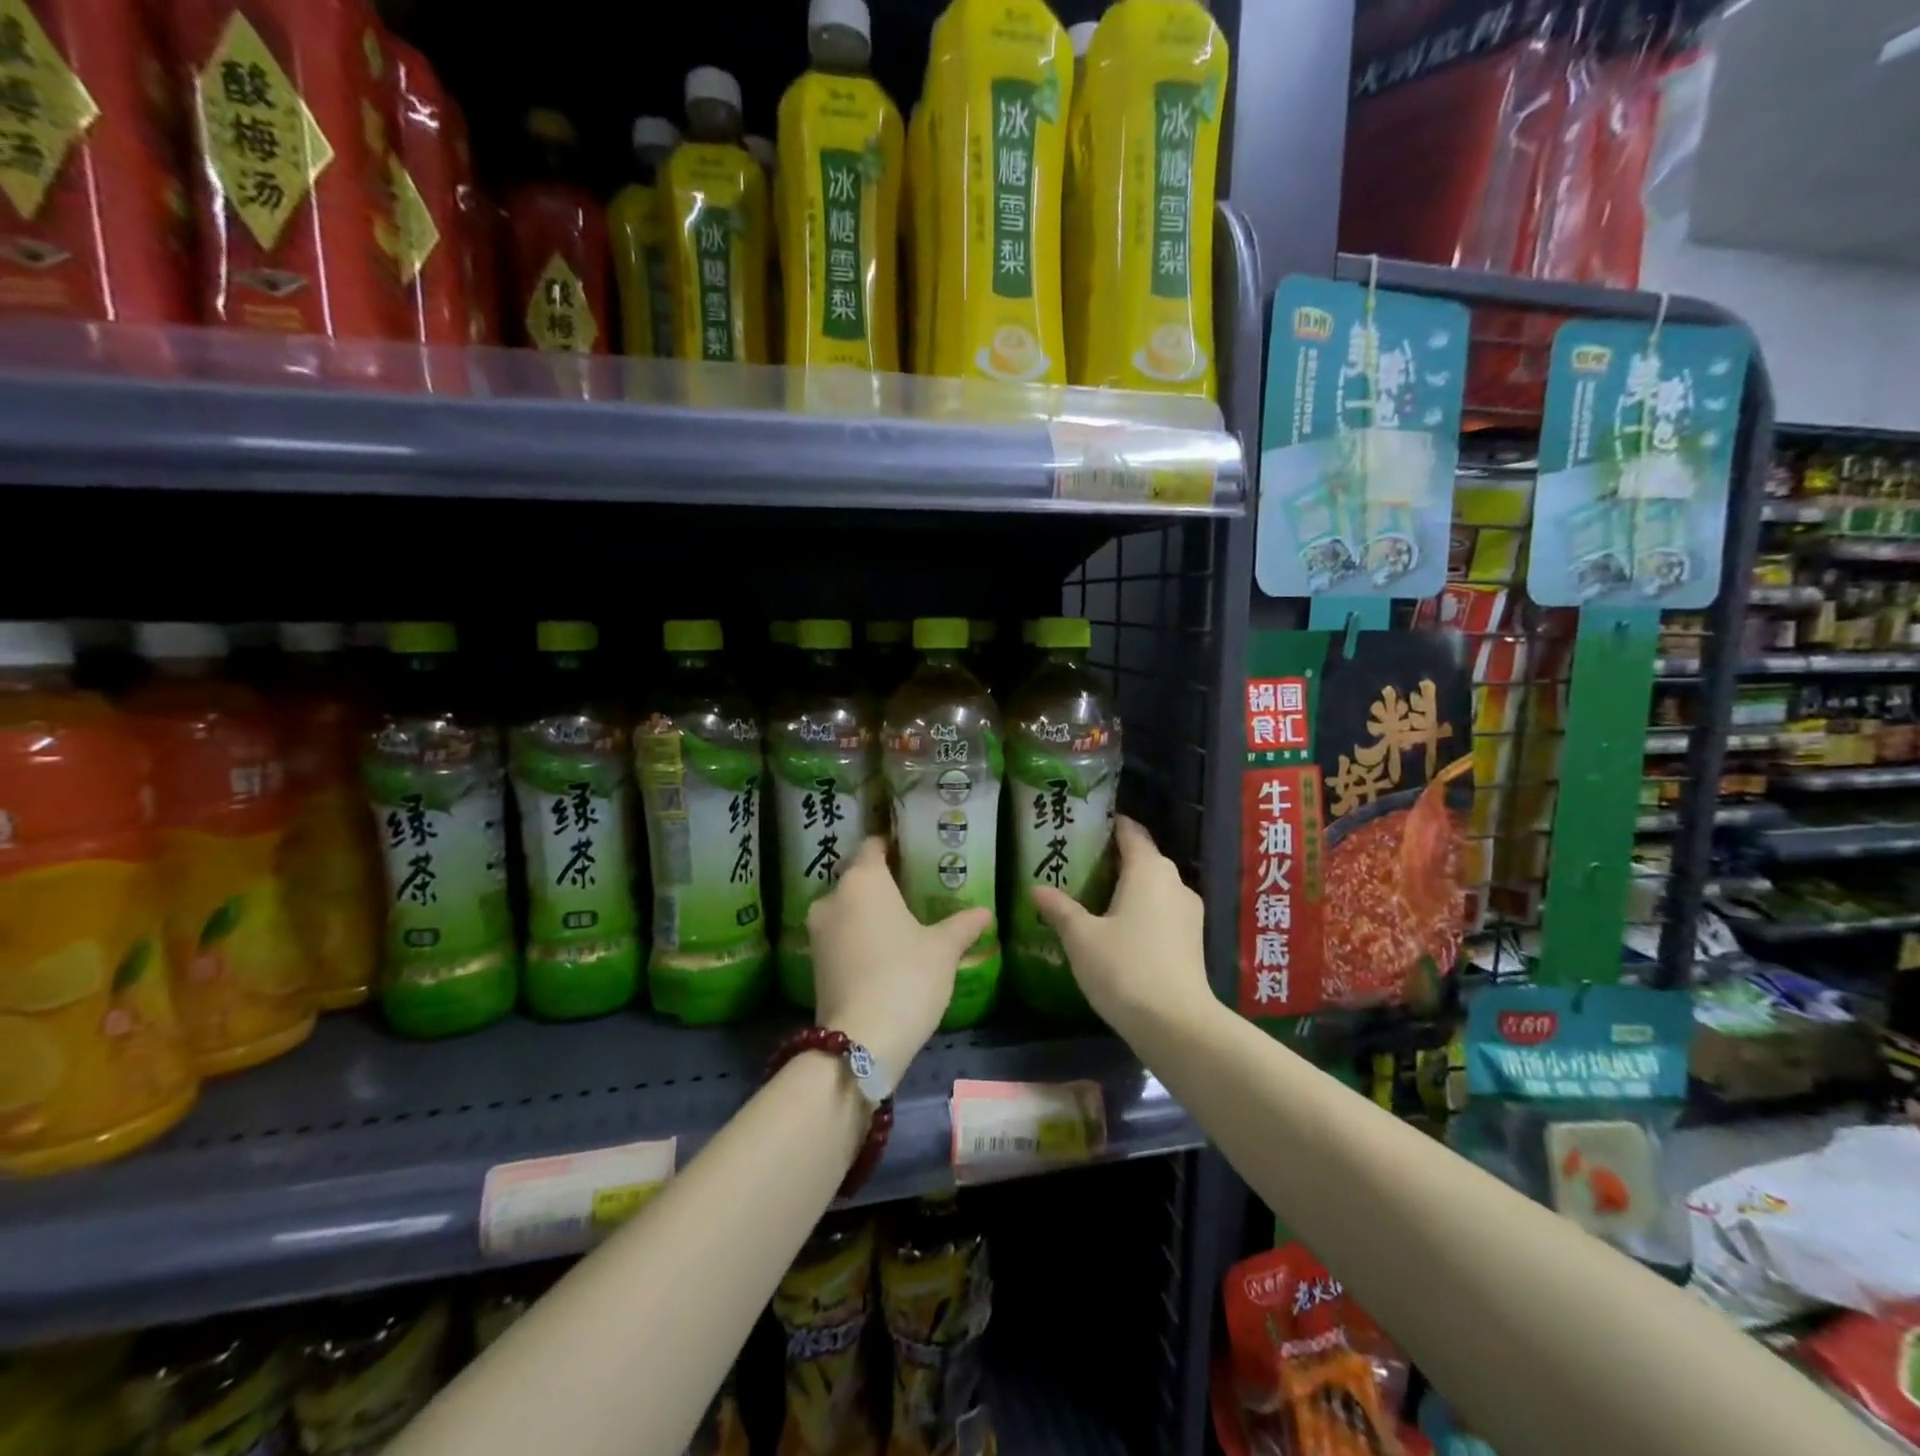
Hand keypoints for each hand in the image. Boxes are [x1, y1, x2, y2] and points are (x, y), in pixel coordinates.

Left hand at [807, 838, 991, 1078]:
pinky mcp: (814, 963)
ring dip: (868, 912)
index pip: (872, 846)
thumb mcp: (943, 950)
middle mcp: (833, 898)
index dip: (890, 846)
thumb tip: (985, 911)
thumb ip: (962, 925)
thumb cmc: (906, 977)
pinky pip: (840, 936)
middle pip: (857, 878)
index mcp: (863, 880)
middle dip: (882, 883)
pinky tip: (883, 952)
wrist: (861, 1042)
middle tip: (914, 891)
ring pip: (847, 908)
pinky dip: (858, 937)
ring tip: (901, 923)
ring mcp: (818, 932)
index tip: (910, 852)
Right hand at [1030, 816, 1210, 1040]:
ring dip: (1127, 887)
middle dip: (1113, 858)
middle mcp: (1174, 882)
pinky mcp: (1191, 940)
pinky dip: (1140, 910)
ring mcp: (1188, 912)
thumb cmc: (1125, 968)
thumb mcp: (1081, 937)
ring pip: (1153, 887)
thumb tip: (1036, 888)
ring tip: (1092, 896)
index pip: (1130, 832)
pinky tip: (1116, 928)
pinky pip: (1161, 910)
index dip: (1109, 824)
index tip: (1084, 825)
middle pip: (1143, 858)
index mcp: (1149, 870)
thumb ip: (1059, 909)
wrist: (1176, 1025)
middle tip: (1077, 863)